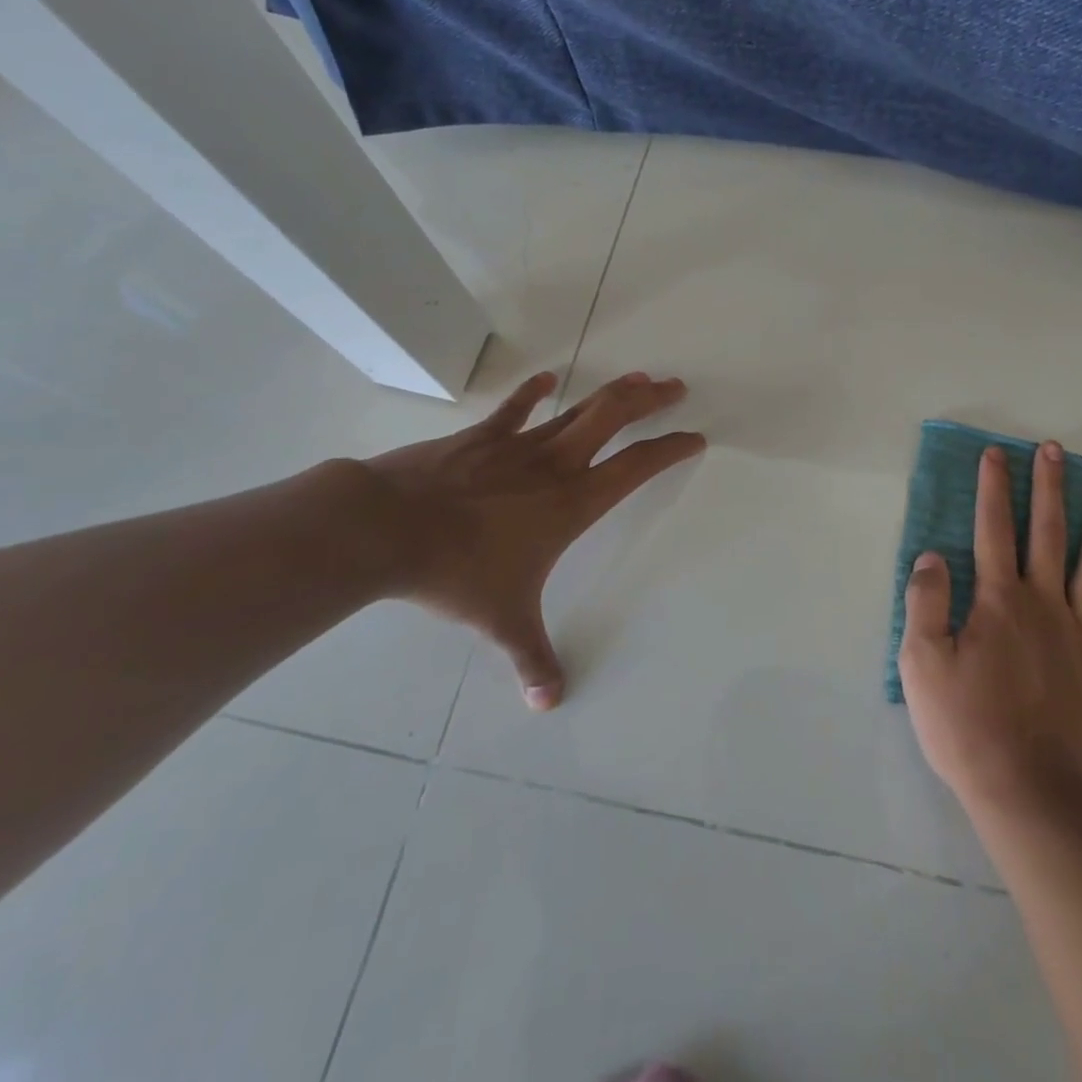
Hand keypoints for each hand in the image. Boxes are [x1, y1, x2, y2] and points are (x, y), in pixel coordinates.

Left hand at [358, 371, 703, 709]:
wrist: (387, 528)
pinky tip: (546, 377)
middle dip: (650, 401)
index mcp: (573, 502)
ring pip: (577, 408)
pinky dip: (532, 391)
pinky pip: (513, 408)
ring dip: (610, 391)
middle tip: (676, 387)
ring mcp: (517, 444)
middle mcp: (555, 464)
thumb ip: (531, 659)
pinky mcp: (480, 436)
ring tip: (638, 377)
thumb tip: (549, 704)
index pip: (637, 468)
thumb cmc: (458, 571)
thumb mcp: (502, 620)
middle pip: (614, 417)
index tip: (694, 437)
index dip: (670, 449)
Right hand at [899, 441, 1081, 815]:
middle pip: (1049, 533)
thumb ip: (926, 603)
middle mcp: (1046, 603)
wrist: (1032, 794)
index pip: (994, 529)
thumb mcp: (922, 664)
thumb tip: (932, 555)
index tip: (997, 453)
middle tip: (1054, 449)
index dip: (994, 487)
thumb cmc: (968, 728)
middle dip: (1049, 487)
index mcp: (1000, 600)